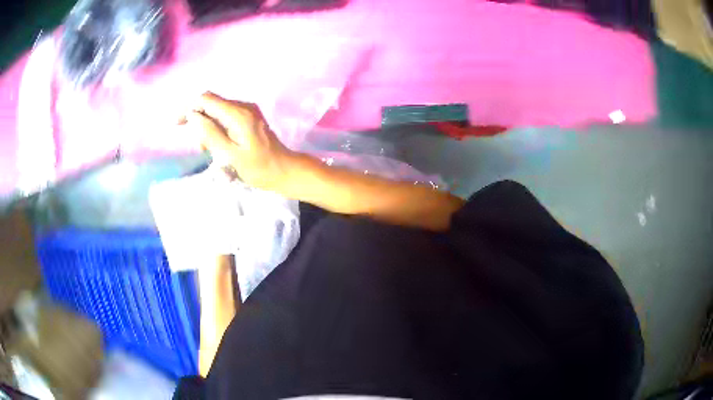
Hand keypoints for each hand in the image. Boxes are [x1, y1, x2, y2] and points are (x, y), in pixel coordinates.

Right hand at [183, 92, 296, 191]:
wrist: (285, 170)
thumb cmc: (259, 168)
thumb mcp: (231, 155)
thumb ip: (211, 134)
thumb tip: (193, 115)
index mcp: (238, 113)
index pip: (205, 99)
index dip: (188, 108)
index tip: (176, 124)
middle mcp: (243, 106)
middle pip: (210, 104)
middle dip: (199, 122)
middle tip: (203, 148)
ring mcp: (247, 111)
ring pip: (217, 112)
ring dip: (208, 129)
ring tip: (212, 152)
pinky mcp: (249, 118)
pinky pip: (225, 118)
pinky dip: (217, 130)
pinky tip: (220, 147)